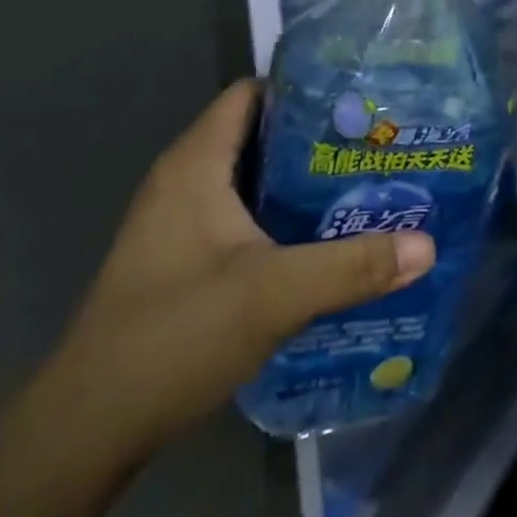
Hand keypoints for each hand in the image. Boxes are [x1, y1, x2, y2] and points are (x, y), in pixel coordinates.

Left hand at [39, 80, 434, 465]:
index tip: (363, 97)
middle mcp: (186, 182)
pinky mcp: (188, 260)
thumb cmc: (173, 336)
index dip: (305, 87)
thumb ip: (351, 266)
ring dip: (307, 181)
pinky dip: (288, 216)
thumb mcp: (273, 295)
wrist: (89, 429)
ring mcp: (184, 223)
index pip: (252, 94)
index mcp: (196, 165)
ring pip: (257, 180)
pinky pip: (248, 216)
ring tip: (370, 183)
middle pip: (262, 135)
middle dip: (321, 136)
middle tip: (382, 143)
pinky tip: (331, 236)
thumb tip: (426, 245)